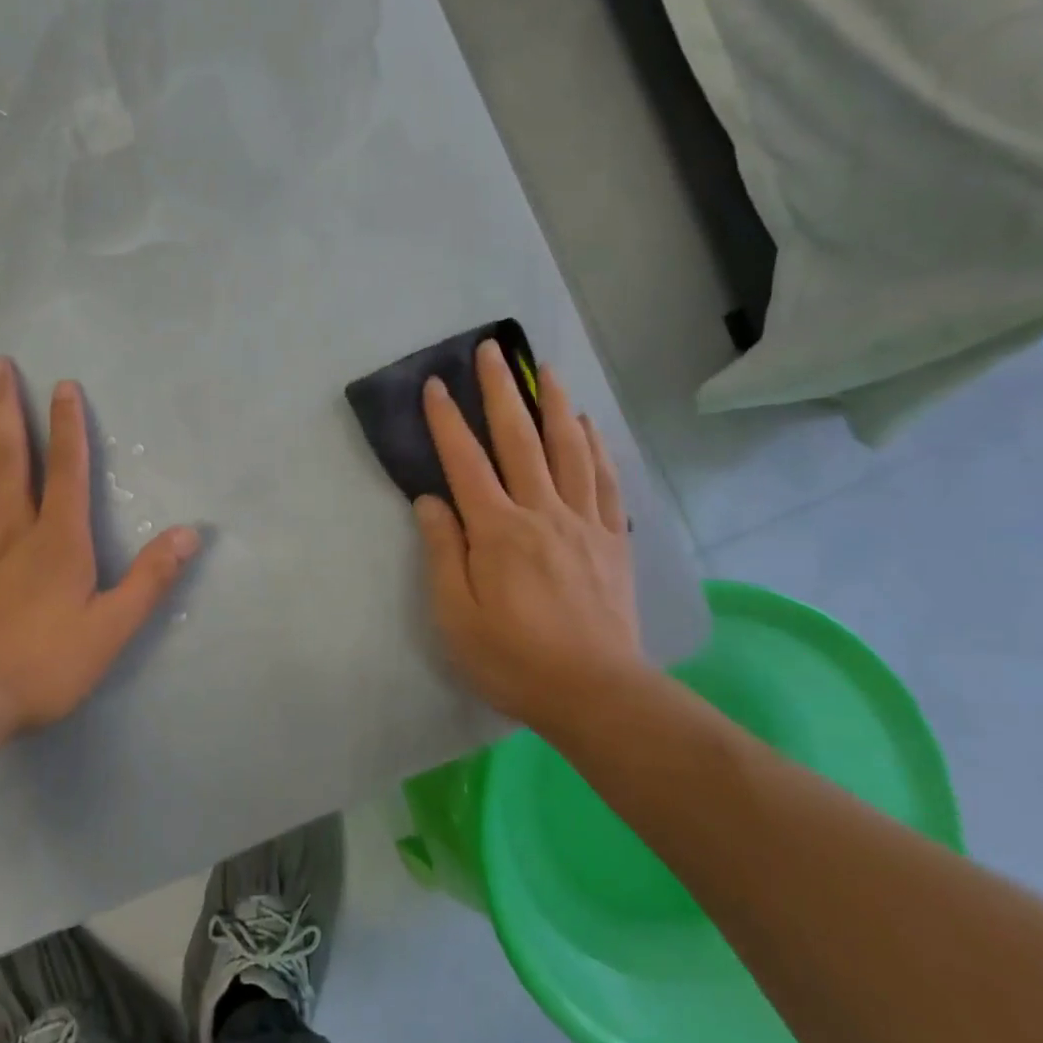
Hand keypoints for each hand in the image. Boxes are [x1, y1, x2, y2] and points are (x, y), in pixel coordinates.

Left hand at [0, 356, 200, 741]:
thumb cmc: (42, 666)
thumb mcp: (112, 630)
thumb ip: (151, 579)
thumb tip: (191, 534)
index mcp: (58, 541)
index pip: (67, 470)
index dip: (67, 426)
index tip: (62, 384)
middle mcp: (11, 529)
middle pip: (8, 457)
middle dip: (4, 407)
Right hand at [413, 340, 645, 729]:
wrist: (595, 693)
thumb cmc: (513, 659)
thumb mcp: (455, 615)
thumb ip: (442, 552)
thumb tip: (430, 501)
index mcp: (497, 531)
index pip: (465, 462)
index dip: (447, 421)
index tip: (435, 385)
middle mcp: (541, 513)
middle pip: (519, 439)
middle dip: (501, 391)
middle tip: (491, 350)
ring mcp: (583, 522)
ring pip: (568, 449)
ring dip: (555, 404)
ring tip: (546, 369)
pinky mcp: (612, 539)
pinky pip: (604, 481)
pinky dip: (595, 446)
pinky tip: (589, 426)